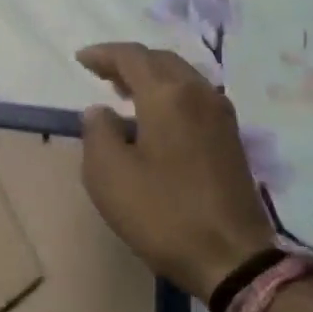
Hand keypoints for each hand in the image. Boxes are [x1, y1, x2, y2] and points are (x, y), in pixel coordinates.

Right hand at [76, 42, 275, 301]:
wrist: (232, 258)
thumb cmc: (162, 213)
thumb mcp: (108, 174)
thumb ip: (97, 132)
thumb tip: (101, 111)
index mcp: (168, 96)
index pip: (132, 57)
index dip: (103, 54)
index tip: (80, 60)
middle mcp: (199, 94)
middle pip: (161, 61)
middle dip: (129, 61)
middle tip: (101, 73)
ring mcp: (221, 115)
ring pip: (181, 77)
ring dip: (151, 76)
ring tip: (124, 91)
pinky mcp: (230, 138)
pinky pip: (194, 97)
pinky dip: (169, 93)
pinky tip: (154, 116)